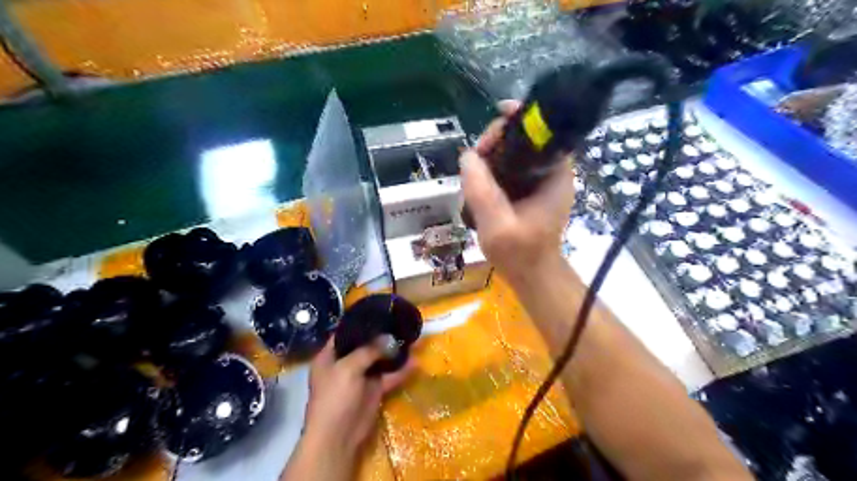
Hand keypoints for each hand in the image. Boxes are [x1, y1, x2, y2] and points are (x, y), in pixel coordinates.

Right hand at [463, 97, 573, 283]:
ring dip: (491, 157)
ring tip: (472, 173)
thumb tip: (468, 156)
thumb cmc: (521, 254)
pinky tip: (478, 182)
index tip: (493, 126)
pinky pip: (509, 170)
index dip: (518, 121)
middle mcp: (550, 172)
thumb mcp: (498, 225)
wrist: (532, 276)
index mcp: (555, 175)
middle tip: (474, 160)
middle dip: (497, 142)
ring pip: (513, 154)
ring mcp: (539, 182)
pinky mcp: (528, 191)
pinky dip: (492, 170)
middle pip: (523, 139)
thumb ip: (482, 190)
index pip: (541, 132)